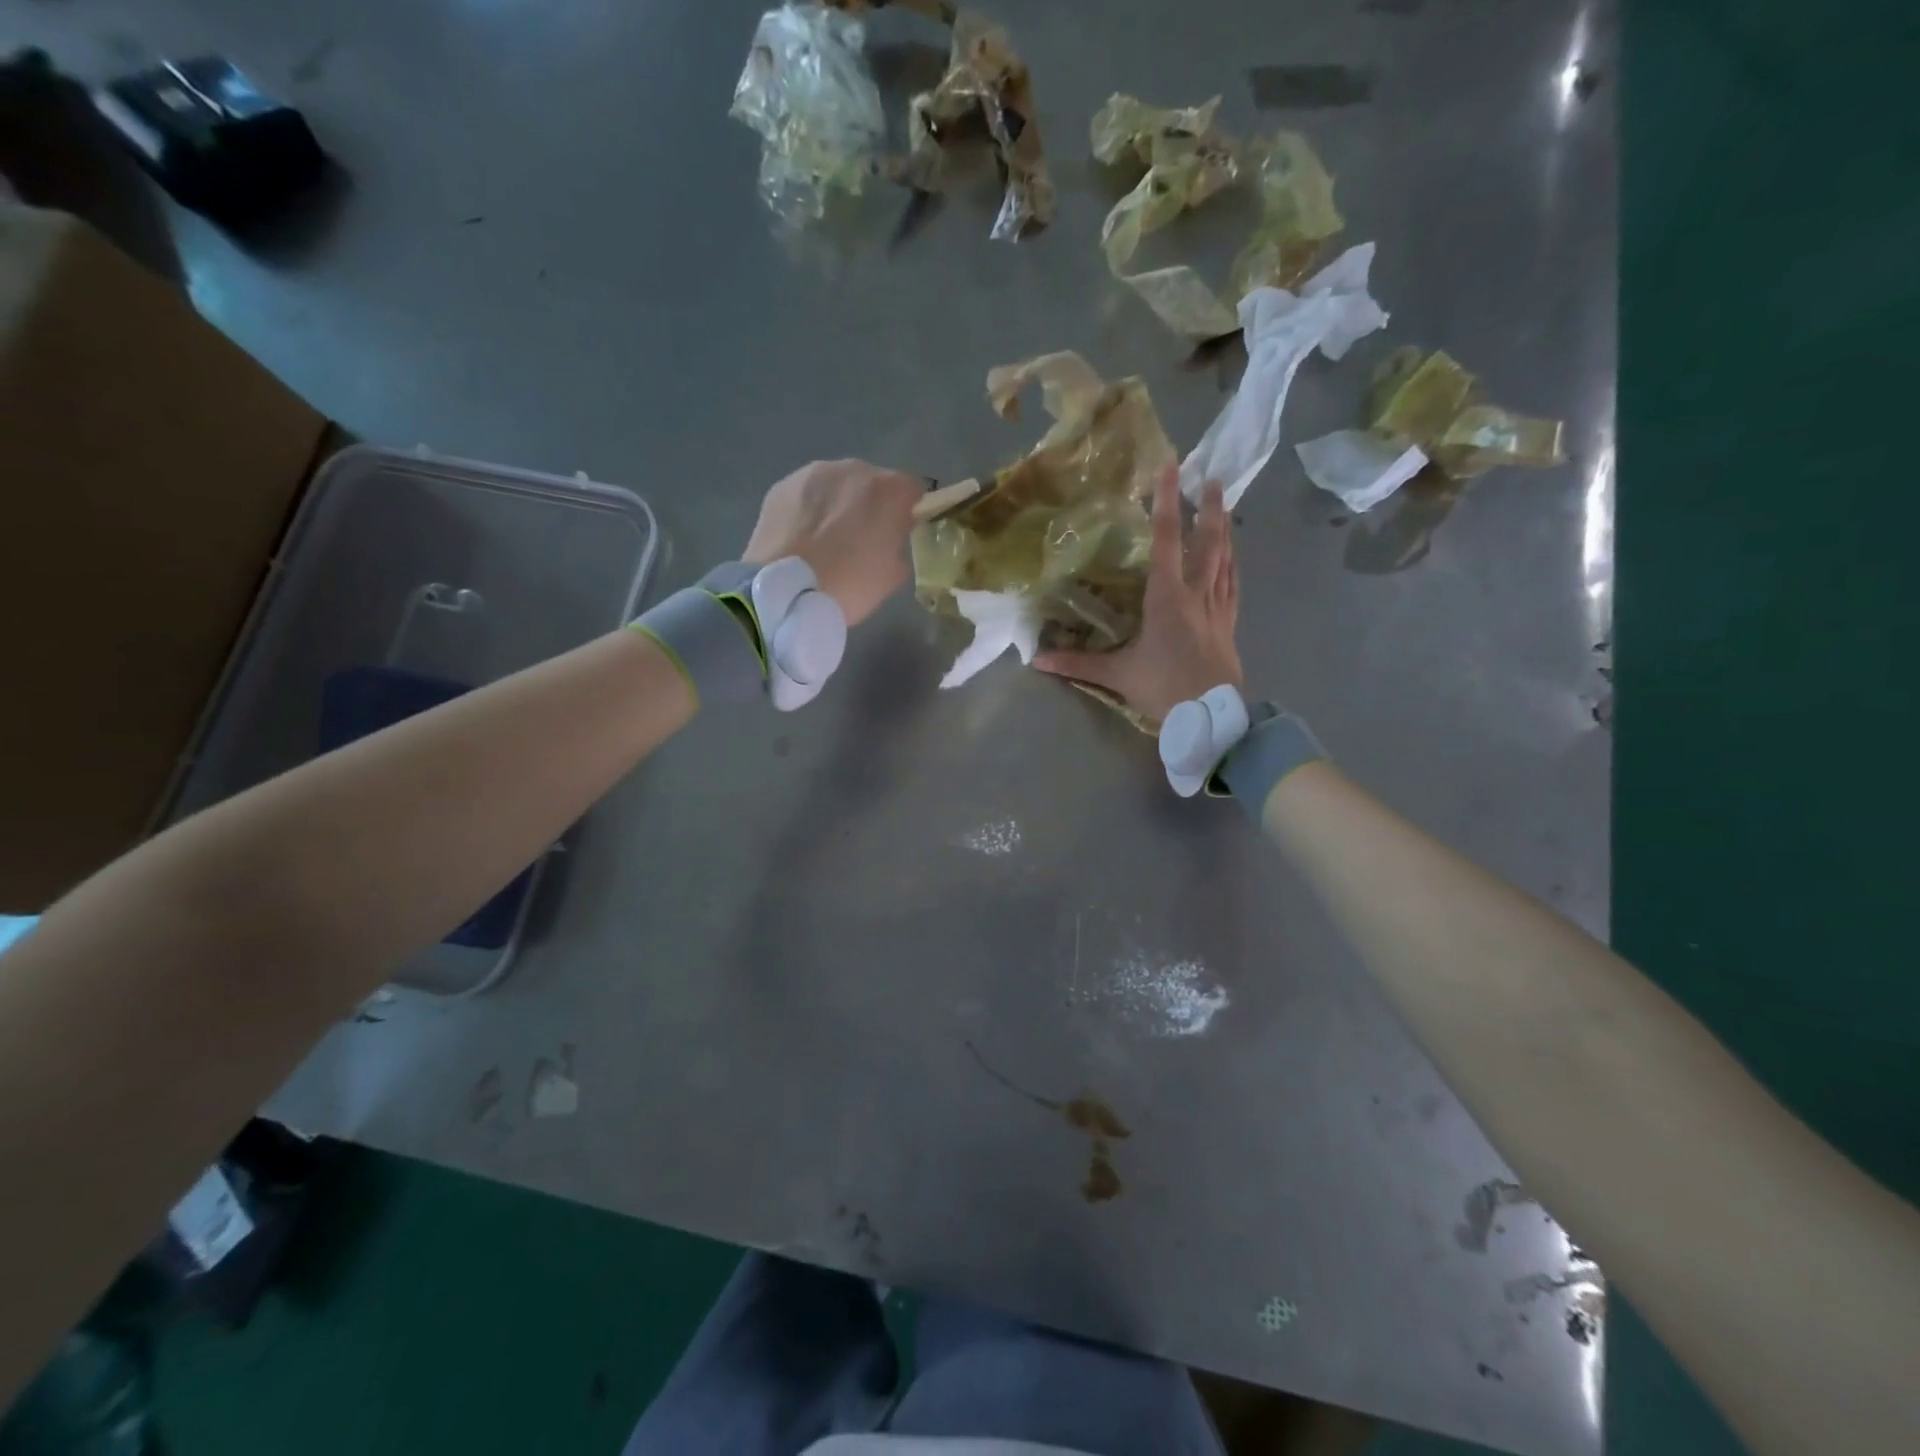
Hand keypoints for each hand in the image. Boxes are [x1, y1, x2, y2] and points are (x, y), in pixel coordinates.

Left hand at [743, 459, 922, 625]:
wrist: (785, 593)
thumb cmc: (850, 585)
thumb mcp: (893, 576)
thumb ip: (899, 545)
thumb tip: (889, 538)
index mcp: (888, 490)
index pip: (914, 489)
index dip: (910, 510)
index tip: (901, 532)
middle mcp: (853, 469)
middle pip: (872, 482)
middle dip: (872, 504)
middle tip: (862, 538)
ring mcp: (813, 473)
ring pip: (837, 484)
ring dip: (839, 503)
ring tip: (827, 537)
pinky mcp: (782, 485)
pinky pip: (807, 494)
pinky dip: (810, 509)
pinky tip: (803, 537)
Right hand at [1035, 468, 1241, 723]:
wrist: (1212, 716)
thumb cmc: (1164, 688)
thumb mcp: (1117, 676)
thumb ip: (1077, 664)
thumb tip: (1037, 659)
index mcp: (1167, 598)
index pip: (1168, 540)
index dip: (1168, 502)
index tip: (1172, 468)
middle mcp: (1197, 594)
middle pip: (1208, 542)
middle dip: (1210, 509)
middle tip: (1214, 479)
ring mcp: (1218, 608)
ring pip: (1225, 560)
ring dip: (1225, 532)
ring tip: (1226, 509)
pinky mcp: (1229, 624)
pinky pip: (1233, 586)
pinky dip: (1233, 567)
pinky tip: (1234, 561)